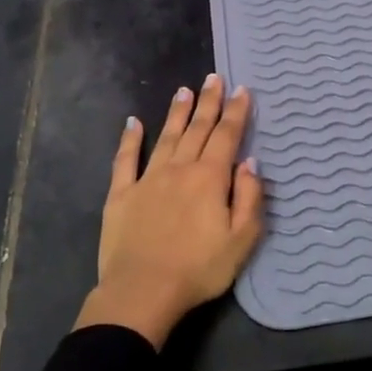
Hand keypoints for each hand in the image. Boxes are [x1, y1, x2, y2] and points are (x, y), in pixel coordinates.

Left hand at [74, 76, 264, 347]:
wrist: (142, 292)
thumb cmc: (199, 269)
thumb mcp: (242, 239)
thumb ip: (249, 197)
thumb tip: (250, 163)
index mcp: (210, 178)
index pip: (227, 136)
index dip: (236, 112)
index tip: (243, 90)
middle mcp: (179, 169)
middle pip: (197, 129)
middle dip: (209, 102)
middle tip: (214, 78)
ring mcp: (147, 180)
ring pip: (166, 137)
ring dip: (177, 113)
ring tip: (184, 90)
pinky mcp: (121, 195)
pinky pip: (125, 160)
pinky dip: (130, 139)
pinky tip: (132, 123)